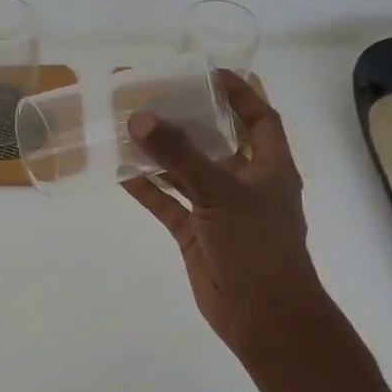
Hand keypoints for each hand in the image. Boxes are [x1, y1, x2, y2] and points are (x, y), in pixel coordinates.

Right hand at [122, 72, 328, 360]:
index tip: (208, 74)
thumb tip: (140, 118)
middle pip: (217, 141)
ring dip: (164, 154)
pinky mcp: (196, 233)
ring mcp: (219, 209)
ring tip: (132, 127)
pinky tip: (122, 172)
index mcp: (269, 167)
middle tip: (157, 96)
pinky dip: (148, 189)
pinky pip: (168, 203)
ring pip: (187, 172)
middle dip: (190, 120)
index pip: (259, 118)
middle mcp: (245, 183)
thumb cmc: (256, 245)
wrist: (263, 316)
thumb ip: (179, 156)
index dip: (239, 94)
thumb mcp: (220, 192)